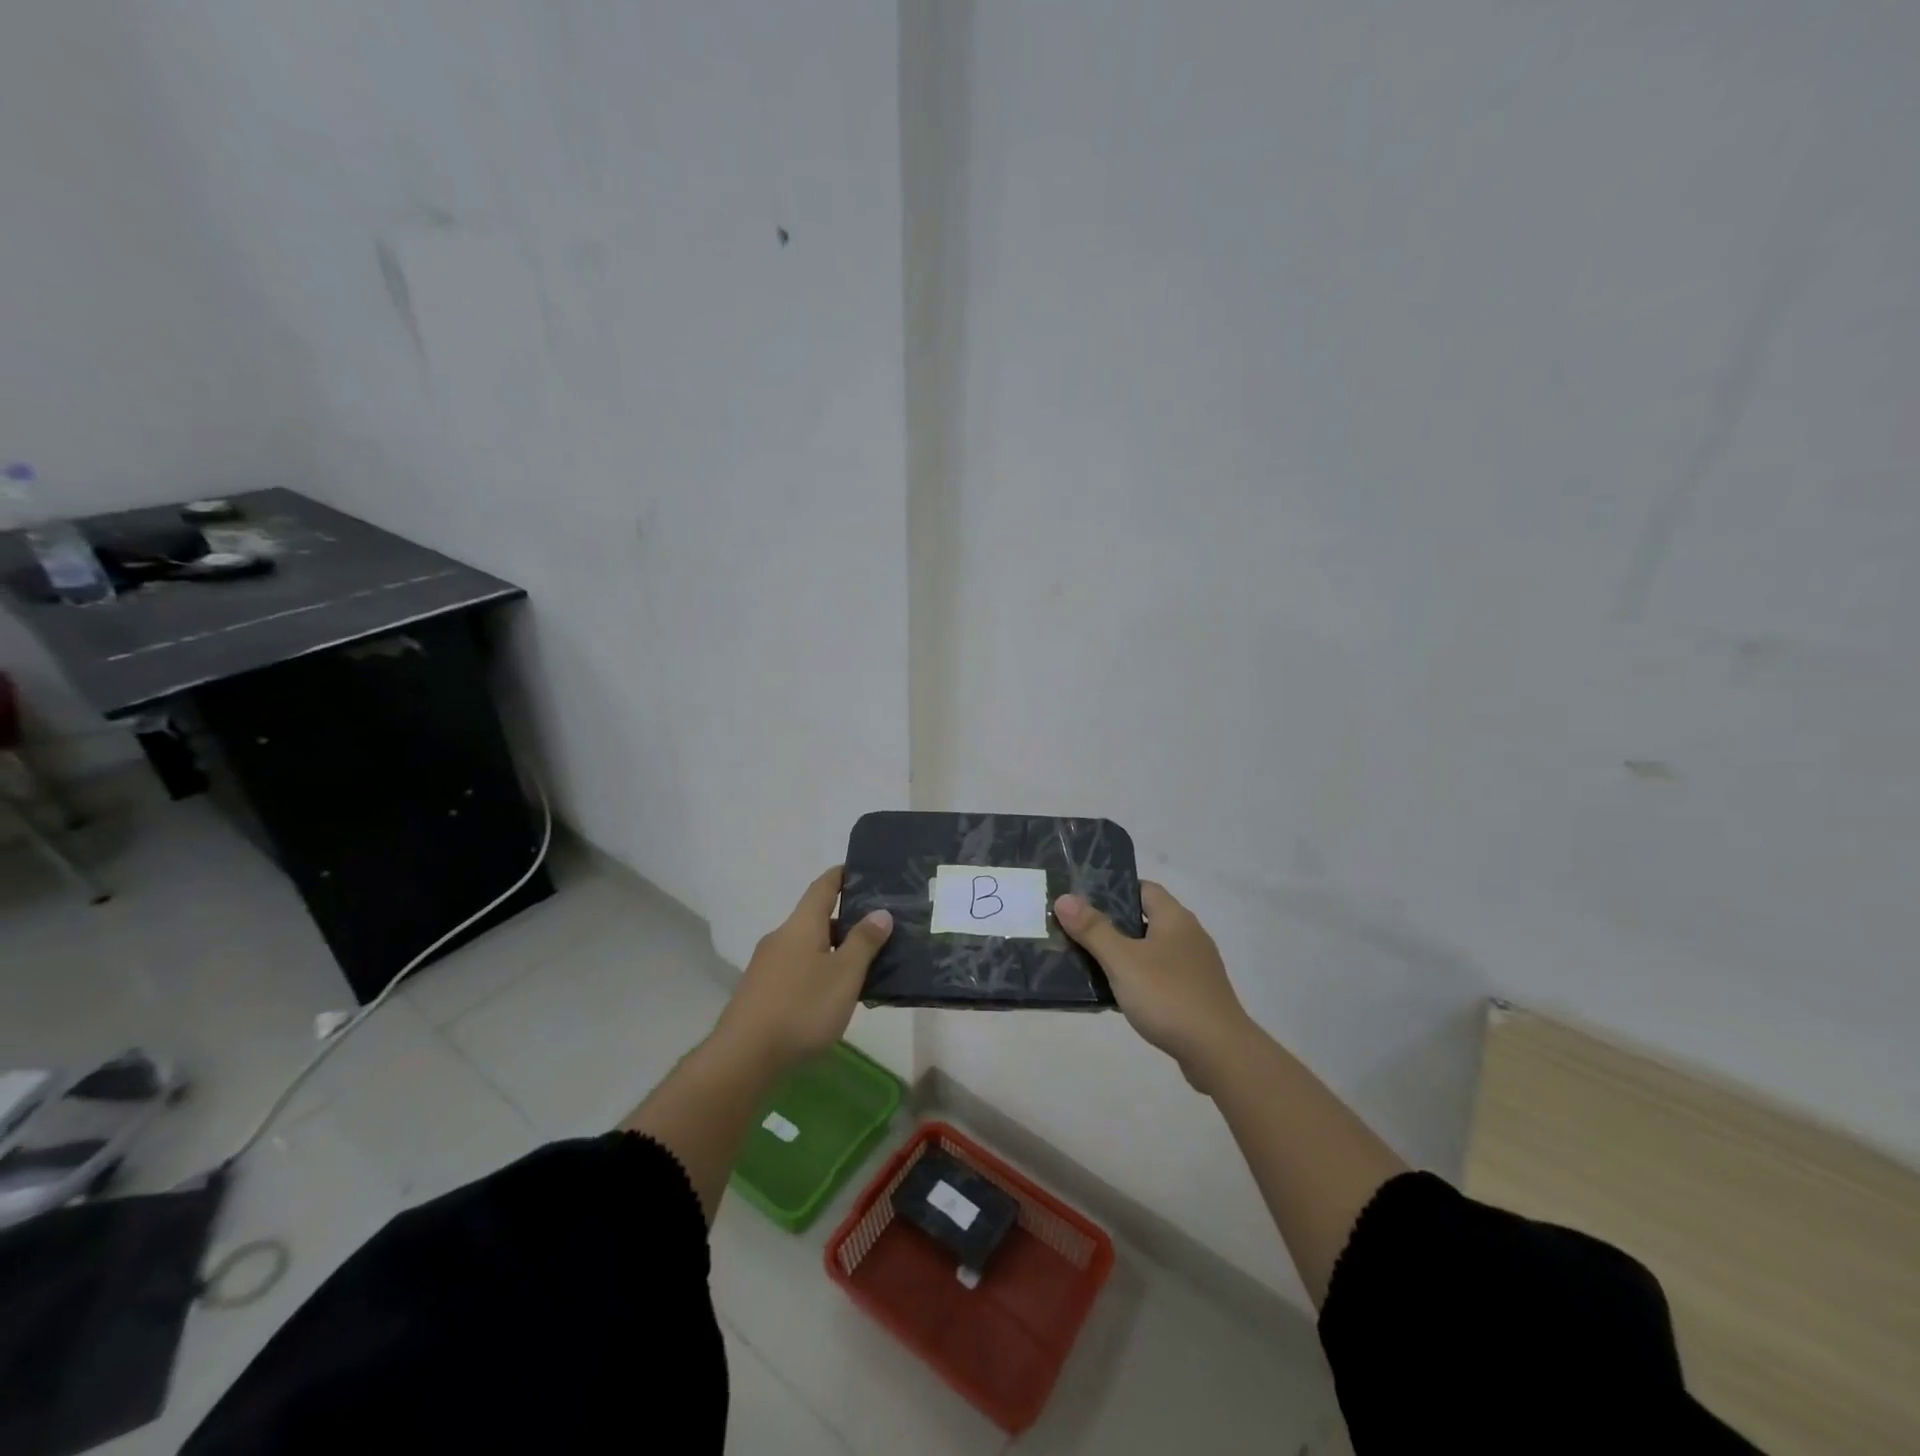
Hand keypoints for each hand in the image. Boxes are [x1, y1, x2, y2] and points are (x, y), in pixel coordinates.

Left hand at [714, 867, 892, 1073]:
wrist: (744, 1056)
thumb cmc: (802, 1007)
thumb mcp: (845, 974)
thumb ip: (864, 941)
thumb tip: (880, 912)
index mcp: (802, 925)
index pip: (824, 886)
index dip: (842, 875)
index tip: (861, 870)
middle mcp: (781, 937)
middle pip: (816, 918)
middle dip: (846, 922)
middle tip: (878, 930)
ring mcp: (767, 965)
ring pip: (807, 947)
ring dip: (834, 951)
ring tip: (863, 968)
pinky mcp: (761, 992)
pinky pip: (797, 970)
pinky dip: (818, 972)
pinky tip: (832, 997)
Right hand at [1055, 883, 1253, 1091]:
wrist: (1219, 1053)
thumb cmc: (1169, 996)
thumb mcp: (1123, 961)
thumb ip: (1093, 929)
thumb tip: (1064, 898)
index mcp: (1175, 918)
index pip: (1143, 888)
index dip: (1114, 890)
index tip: (1083, 899)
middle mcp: (1188, 936)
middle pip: (1144, 919)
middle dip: (1111, 925)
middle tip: (1077, 931)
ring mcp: (1195, 968)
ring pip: (1151, 951)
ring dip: (1124, 955)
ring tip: (1089, 963)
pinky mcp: (1195, 995)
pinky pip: (1160, 978)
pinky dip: (1138, 980)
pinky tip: (1118, 996)